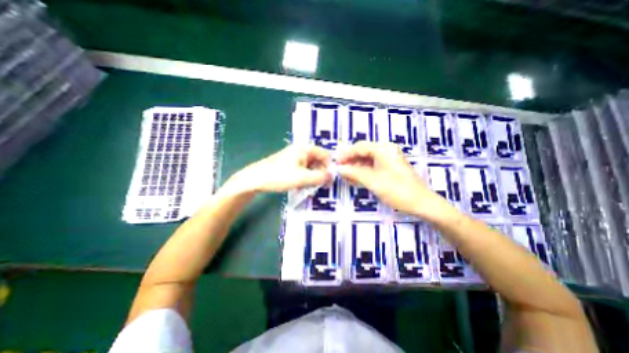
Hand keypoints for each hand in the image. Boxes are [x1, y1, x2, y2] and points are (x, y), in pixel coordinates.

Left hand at [227, 145, 333, 195]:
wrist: (255, 179)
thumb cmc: (279, 176)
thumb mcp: (302, 178)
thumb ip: (319, 177)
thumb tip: (332, 175)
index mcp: (305, 149)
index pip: (325, 154)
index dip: (329, 166)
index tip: (330, 179)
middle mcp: (301, 150)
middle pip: (318, 160)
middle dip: (321, 173)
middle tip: (321, 186)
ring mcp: (294, 157)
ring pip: (311, 166)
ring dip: (313, 177)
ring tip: (310, 187)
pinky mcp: (290, 164)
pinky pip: (303, 170)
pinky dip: (306, 177)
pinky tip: (302, 185)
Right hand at [339, 141, 457, 221]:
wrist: (421, 203)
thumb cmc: (397, 190)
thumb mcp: (373, 181)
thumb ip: (354, 173)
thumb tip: (339, 169)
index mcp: (383, 149)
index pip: (359, 147)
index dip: (346, 155)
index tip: (336, 163)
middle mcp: (386, 150)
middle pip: (363, 152)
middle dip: (350, 161)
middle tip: (340, 171)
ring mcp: (389, 159)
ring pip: (367, 160)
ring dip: (356, 167)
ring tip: (346, 177)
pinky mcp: (390, 168)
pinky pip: (373, 166)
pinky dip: (364, 172)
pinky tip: (356, 179)